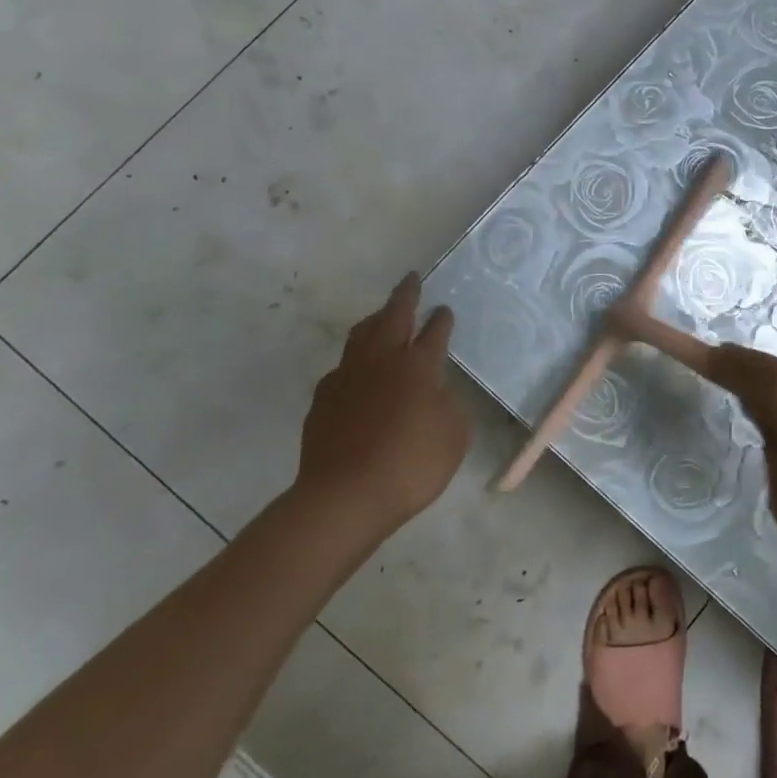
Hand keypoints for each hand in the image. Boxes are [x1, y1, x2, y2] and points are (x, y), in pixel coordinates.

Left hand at [292, 274, 470, 555]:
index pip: (434, 332)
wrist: (344, 498)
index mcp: (418, 366)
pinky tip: (357, 372)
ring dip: (375, 320)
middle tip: (411, 280)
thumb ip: (449, 406)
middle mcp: (381, 361)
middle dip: (405, 296)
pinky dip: (355, 360)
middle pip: (393, 317)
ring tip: (382, 315)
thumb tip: (435, 392)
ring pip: (361, 335)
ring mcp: (347, 378)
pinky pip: (342, 368)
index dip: (441, 319)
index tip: (444, 309)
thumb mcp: (454, 436)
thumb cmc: (411, 465)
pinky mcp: (322, 400)